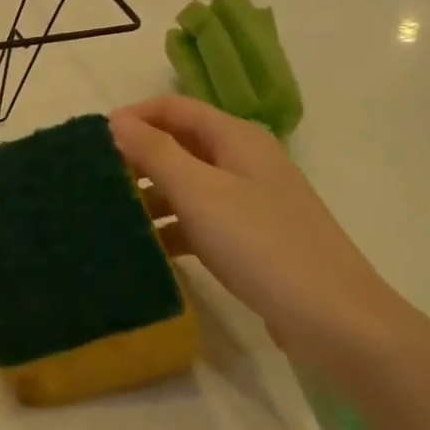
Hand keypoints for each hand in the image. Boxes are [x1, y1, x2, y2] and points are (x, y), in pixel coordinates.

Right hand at [109, 96, 398, 357]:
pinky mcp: (251, 238)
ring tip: (111, 217)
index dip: (133, 118)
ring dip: (151, 195)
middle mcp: (244, 160)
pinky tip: (147, 249)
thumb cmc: (262, 244)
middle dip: (138, 158)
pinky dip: (172, 227)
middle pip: (180, 144)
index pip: (173, 108)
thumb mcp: (200, 193)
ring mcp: (250, 201)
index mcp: (235, 137)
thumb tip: (116, 119)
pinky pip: (201, 220)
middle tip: (95, 182)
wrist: (337, 321)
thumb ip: (155, 152)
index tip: (92, 144)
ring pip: (188, 184)